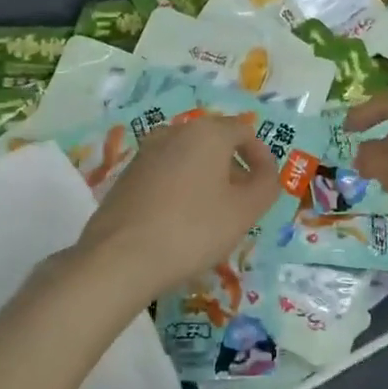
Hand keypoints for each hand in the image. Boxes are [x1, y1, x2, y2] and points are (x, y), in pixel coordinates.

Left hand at [74, 115, 279, 304]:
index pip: (244, 131)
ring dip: (206, 179)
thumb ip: (266, 186)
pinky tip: (180, 222)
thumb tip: (266, 173)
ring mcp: (145, 152)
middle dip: (233, 169)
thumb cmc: (193, 229)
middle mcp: (174, 132)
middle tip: (242, 204)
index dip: (261, 157)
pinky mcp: (126, 176)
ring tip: (212, 216)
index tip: (266, 186)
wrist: (121, 257)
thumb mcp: (244, 211)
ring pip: (188, 158)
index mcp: (206, 132)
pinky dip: (181, 189)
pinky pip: (165, 174)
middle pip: (214, 142)